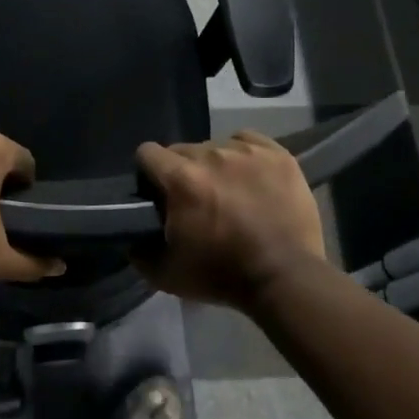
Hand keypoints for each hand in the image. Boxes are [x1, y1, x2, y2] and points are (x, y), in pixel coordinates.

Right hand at [134, 132, 324, 309]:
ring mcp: (247, 152)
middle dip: (182, 172)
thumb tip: (133, 236)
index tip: (156, 191)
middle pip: (182, 149)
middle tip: (194, 199)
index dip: (148, 172)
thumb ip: (139, 252)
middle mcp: (212, 155)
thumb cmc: (222, 276)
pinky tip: (249, 177)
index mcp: (181, 179)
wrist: (285, 277)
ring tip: (228, 191)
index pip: (147, 153)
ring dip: (214, 165)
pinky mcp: (278, 154)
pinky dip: (243, 155)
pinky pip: (248, 141)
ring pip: (216, 146)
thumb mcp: (166, 274)